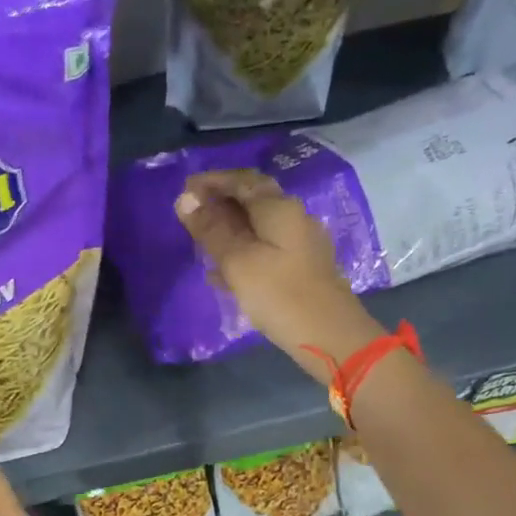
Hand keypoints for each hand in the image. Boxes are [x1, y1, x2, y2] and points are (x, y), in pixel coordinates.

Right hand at [176, 169, 383, 381]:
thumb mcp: (237, 261)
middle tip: (190, 215)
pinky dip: (241, 251)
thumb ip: (211, 230)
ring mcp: (301, 244)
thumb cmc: (279, 295)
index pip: (243, 180)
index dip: (213, 180)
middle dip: (220, 203)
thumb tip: (186, 198)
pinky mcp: (301, 269)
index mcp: (279, 209)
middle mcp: (294, 218)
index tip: (185, 189)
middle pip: (253, 200)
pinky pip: (265, 249)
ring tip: (201, 243)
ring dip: (229, 229)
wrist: (329, 335)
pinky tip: (223, 272)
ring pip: (258, 226)